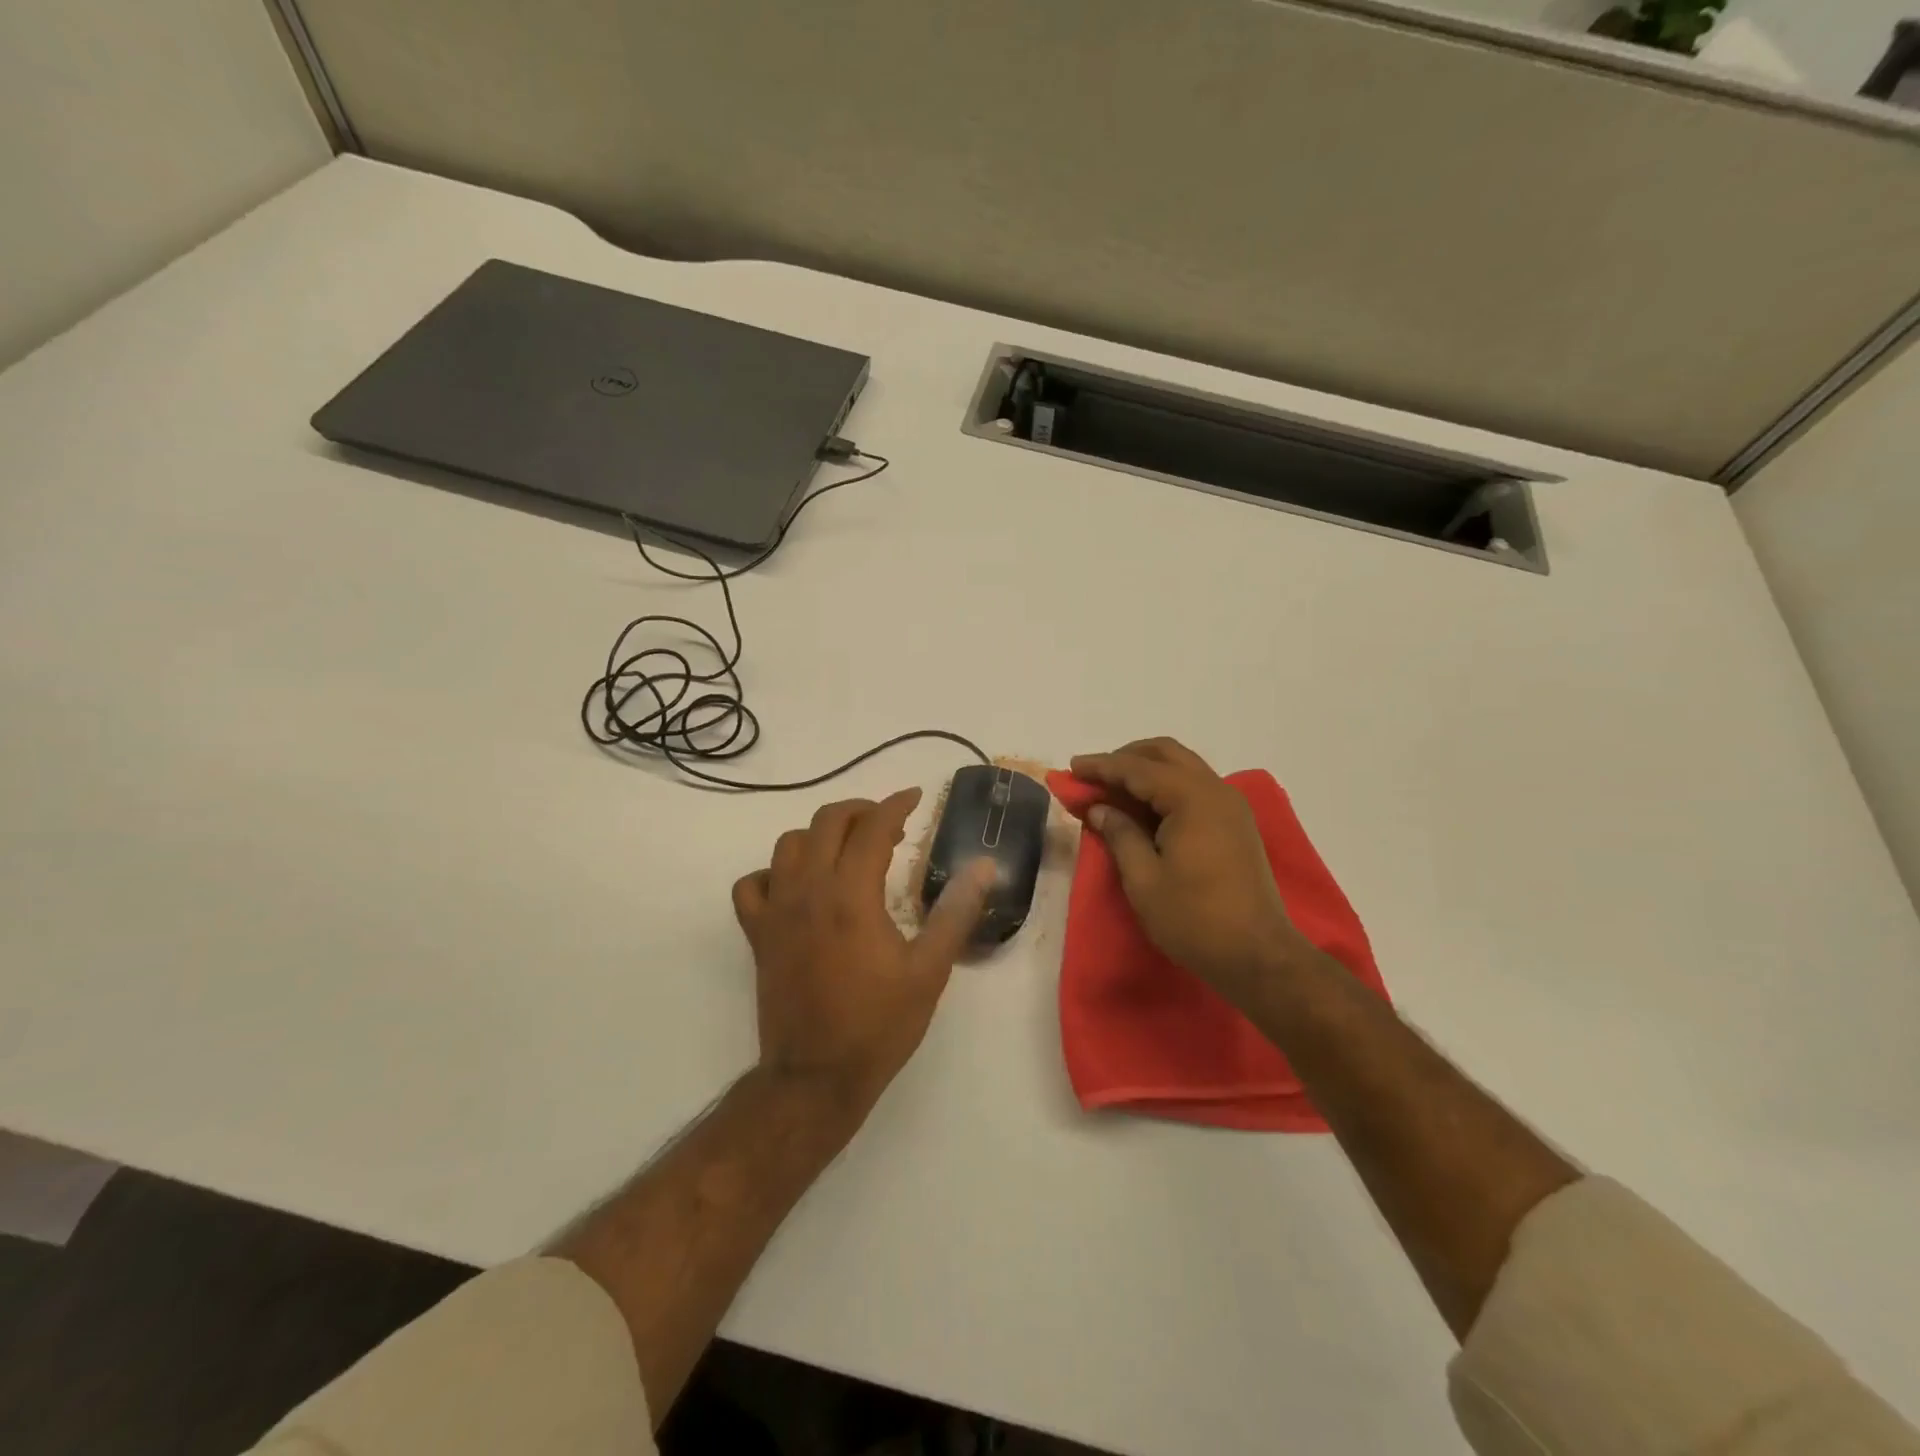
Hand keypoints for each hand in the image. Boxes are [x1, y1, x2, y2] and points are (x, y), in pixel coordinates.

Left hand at [733, 789, 995, 1116]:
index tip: (915, 797)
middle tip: (888, 824)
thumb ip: (956, 912)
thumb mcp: (929, 970)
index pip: (872, 827)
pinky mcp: (758, 934)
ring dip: (821, 835)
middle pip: (827, 822)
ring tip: (848, 849)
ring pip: (789, 844)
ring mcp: (776, 911)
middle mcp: (808, 891)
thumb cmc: (879, 1024)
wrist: (816, 1078)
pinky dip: (775, 873)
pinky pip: (753, 884)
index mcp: (851, 895)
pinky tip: (798, 886)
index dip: (896, 804)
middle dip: (860, 810)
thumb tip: (983, 865)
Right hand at [1069, 738, 1306, 994]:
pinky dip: (1166, 786)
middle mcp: (1216, 790)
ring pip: (1183, 767)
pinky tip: (1144, 807)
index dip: (1101, 767)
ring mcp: (1230, 806)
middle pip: (1165, 753)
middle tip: (1093, 776)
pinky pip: (1195, 786)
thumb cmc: (1194, 919)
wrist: (1258, 956)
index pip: (1137, 769)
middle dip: (1126, 758)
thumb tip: (1099, 808)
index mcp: (1192, 799)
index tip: (1071, 767)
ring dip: (1146, 770)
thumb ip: (1119, 834)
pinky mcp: (1235, 823)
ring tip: (1113, 790)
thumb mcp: (1144, 879)